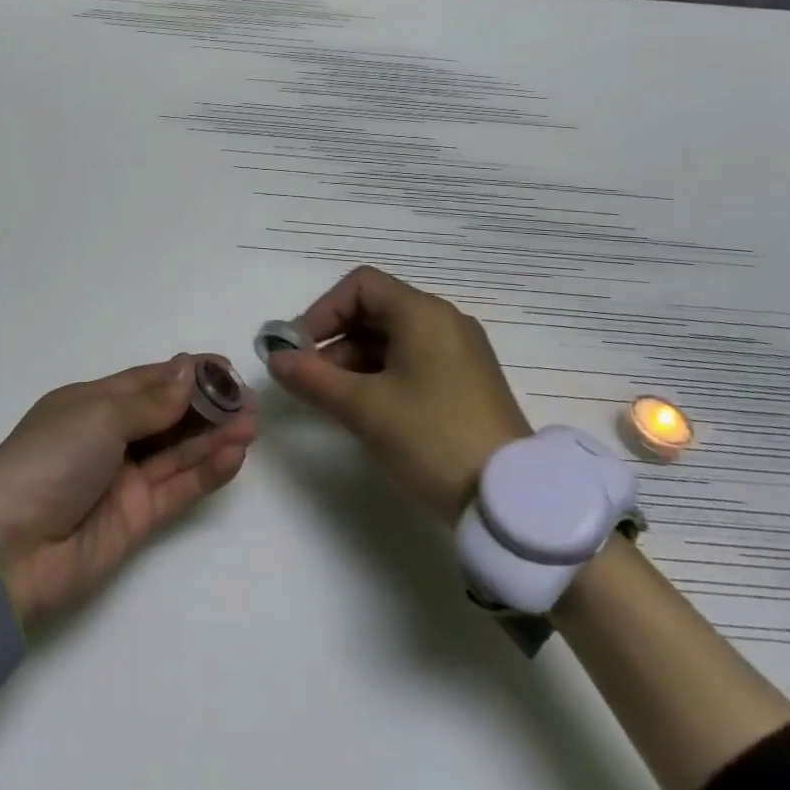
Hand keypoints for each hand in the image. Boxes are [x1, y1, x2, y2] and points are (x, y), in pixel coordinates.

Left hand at [0, 357, 257, 628]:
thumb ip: (150, 402)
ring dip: (214, 436)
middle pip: (168, 414)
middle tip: (247, 399)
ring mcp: (125, 478)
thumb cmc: (49, 460)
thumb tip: (187, 371)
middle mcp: (111, 437)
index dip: (186, 372)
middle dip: (207, 405)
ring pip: (178, 450)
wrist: (11, 550)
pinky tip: (235, 455)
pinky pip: (179, 487)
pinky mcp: (138, 518)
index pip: (148, 381)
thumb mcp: (98, 417)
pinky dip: (206, 471)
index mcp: (92, 403)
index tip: (224, 366)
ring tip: (251, 423)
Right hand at [265, 266, 530, 522]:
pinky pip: (413, 361)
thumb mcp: (364, 409)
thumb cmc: (432, 439)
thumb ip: (313, 378)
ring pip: (393, 339)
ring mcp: (460, 353)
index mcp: (423, 314)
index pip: (360, 286)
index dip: (323, 310)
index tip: (300, 348)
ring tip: (334, 400)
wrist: (514, 504)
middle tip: (310, 377)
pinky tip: (368, 410)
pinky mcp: (467, 382)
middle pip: (375, 311)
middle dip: (335, 340)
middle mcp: (444, 322)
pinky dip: (382, 375)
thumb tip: (274, 359)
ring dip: (355, 361)